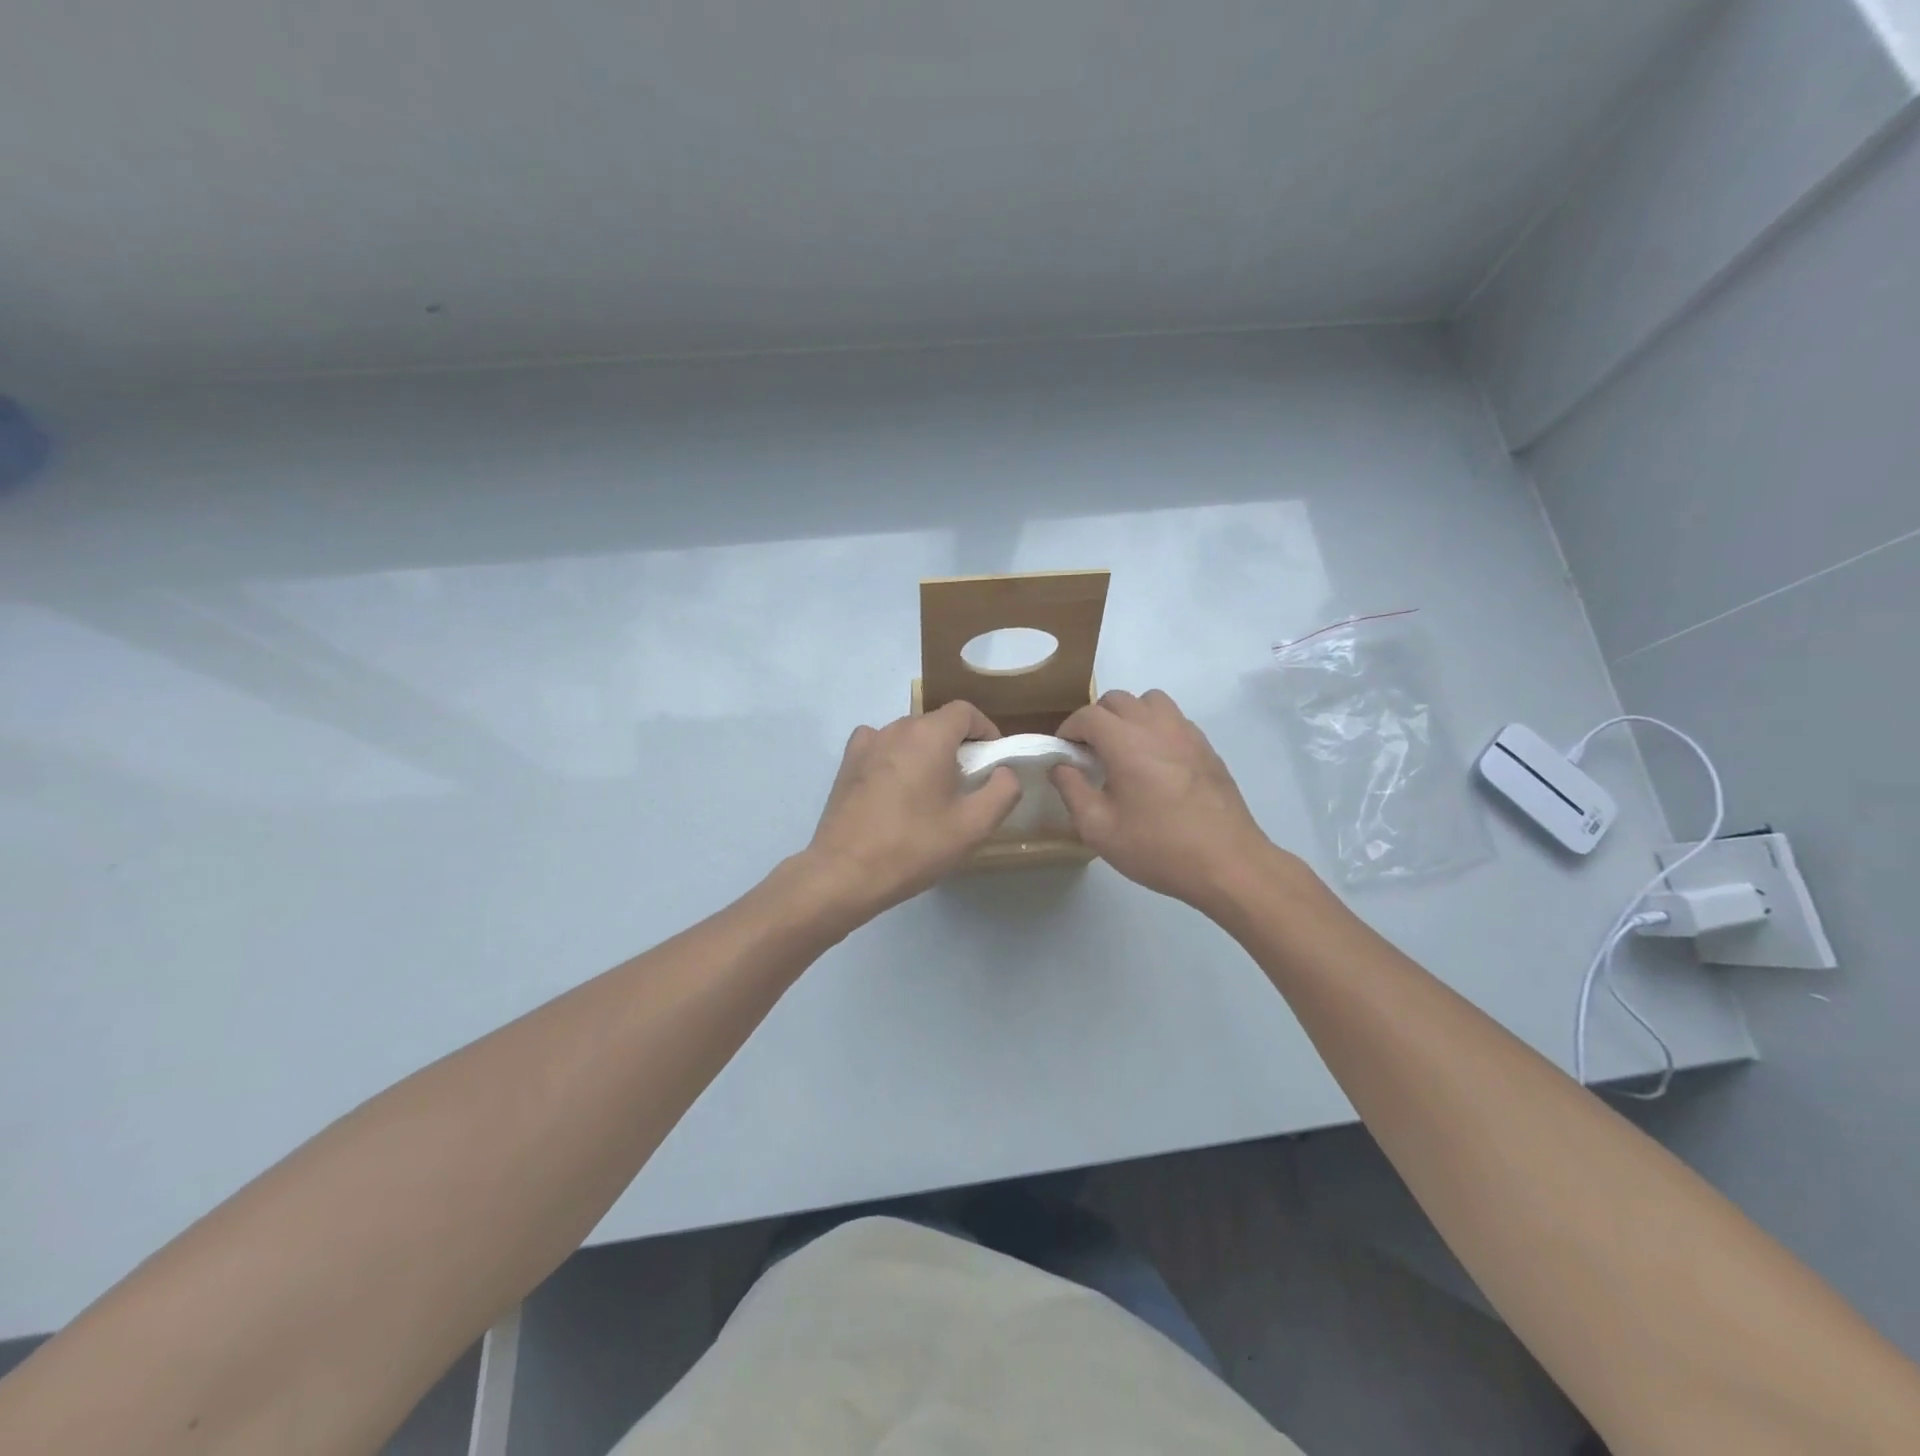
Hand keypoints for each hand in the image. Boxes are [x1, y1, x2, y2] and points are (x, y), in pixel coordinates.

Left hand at [803, 700, 1020, 920]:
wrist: (845, 872)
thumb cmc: (914, 846)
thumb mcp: (973, 826)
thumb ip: (1002, 791)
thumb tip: (1004, 771)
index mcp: (930, 735)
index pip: (966, 712)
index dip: (986, 731)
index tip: (992, 761)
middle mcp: (896, 728)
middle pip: (936, 723)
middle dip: (957, 746)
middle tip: (966, 784)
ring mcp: (866, 744)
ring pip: (908, 736)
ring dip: (925, 753)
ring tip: (930, 792)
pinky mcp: (847, 763)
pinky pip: (880, 747)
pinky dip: (895, 758)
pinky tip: (895, 789)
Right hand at [1051, 689, 1280, 915]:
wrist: (1228, 863)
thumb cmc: (1157, 847)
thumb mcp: (1099, 828)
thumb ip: (1072, 791)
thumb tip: (1060, 767)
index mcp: (1126, 742)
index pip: (1088, 716)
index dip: (1069, 730)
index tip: (1063, 753)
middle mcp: (1156, 726)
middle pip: (1118, 700)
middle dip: (1096, 719)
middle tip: (1090, 753)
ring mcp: (1187, 733)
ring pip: (1151, 702)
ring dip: (1130, 716)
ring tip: (1125, 749)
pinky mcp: (1207, 748)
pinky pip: (1175, 720)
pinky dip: (1157, 728)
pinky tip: (1156, 763)